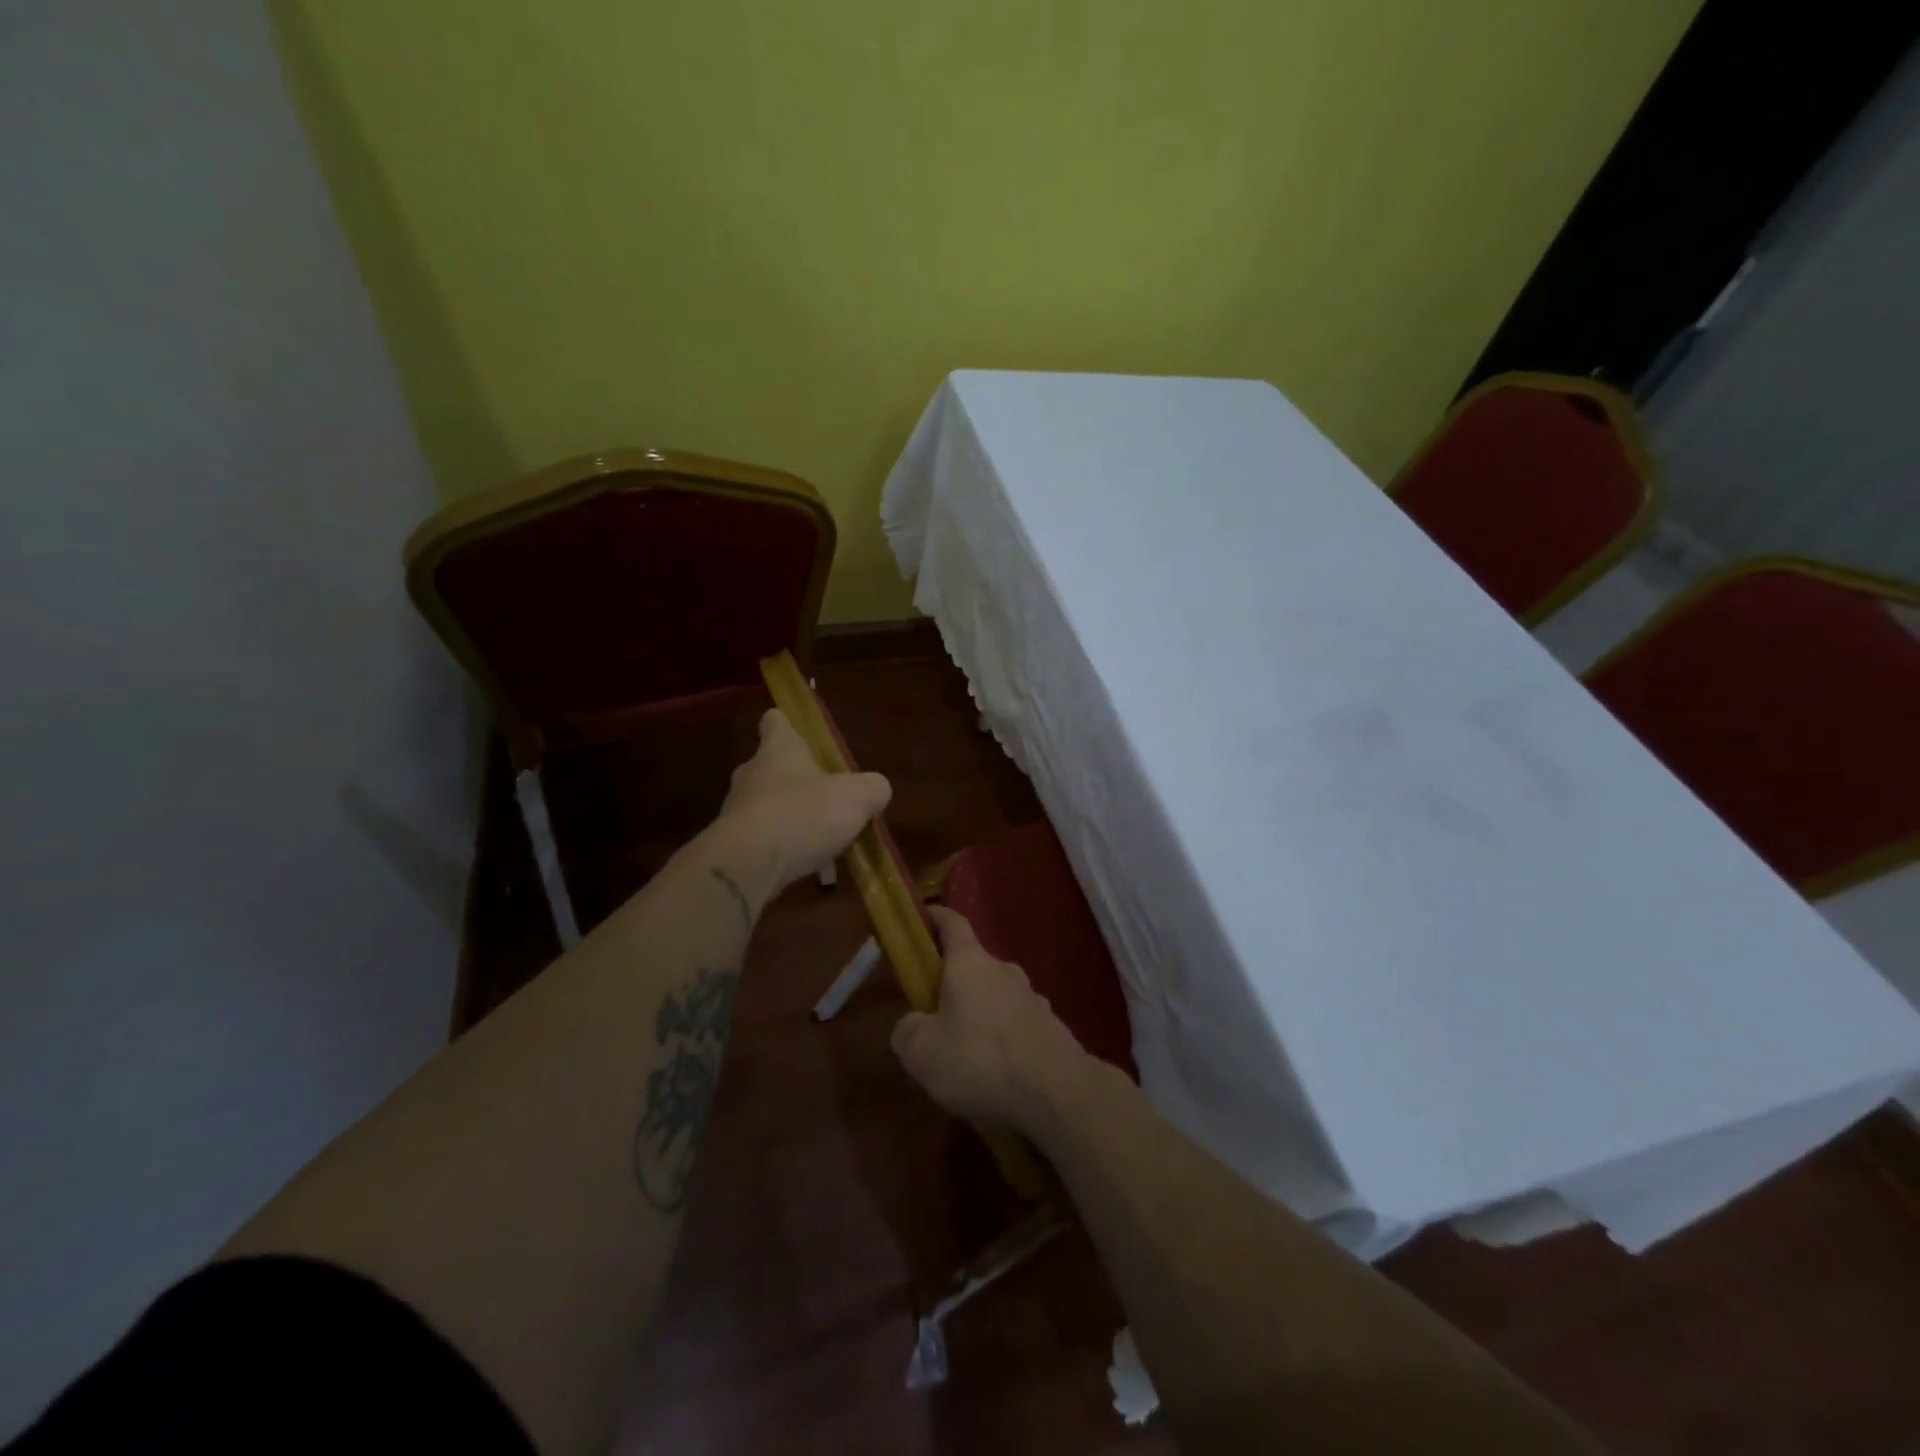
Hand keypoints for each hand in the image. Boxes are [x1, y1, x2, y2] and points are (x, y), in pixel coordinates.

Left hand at [711, 708, 890, 899]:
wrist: (748, 865)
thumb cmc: (803, 815)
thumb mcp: (857, 798)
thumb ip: (873, 788)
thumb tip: (876, 790)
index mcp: (779, 750)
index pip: (775, 722)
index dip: (789, 726)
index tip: (804, 737)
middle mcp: (752, 773)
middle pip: (773, 766)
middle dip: (798, 779)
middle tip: (828, 798)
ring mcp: (737, 809)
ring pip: (767, 804)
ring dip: (791, 817)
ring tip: (821, 840)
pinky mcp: (732, 843)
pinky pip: (762, 839)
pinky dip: (781, 847)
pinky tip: (805, 865)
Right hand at [891, 906, 1093, 1130]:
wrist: (1057, 1091)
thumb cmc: (979, 1060)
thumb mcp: (921, 1051)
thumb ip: (907, 1030)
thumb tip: (912, 1024)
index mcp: (970, 962)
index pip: (952, 923)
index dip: (935, 917)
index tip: (922, 916)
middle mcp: (1004, 969)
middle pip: (973, 965)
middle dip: (952, 983)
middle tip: (933, 1014)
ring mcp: (1032, 997)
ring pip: (996, 996)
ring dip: (979, 1014)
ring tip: (965, 1053)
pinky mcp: (1050, 1027)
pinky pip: (1016, 1024)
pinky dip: (1002, 1038)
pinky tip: (996, 1072)